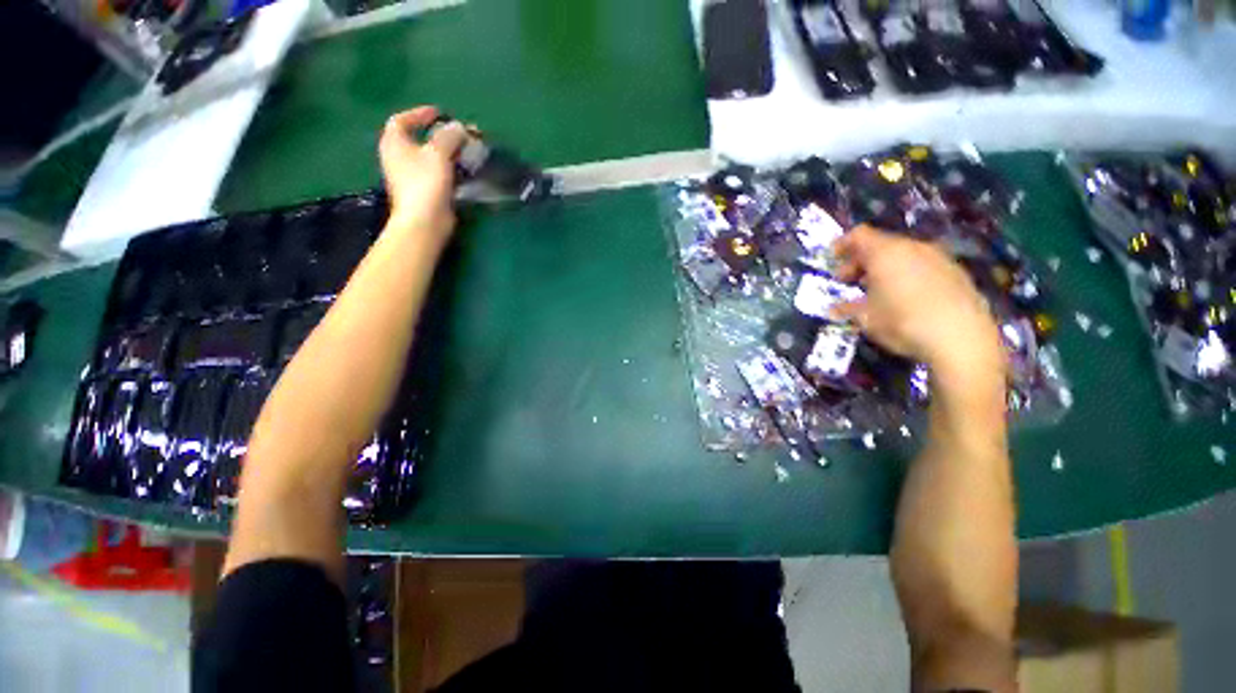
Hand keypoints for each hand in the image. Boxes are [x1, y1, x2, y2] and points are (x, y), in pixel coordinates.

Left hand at [378, 106, 468, 242]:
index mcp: (394, 143)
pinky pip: (438, 173)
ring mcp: (411, 176)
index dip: (419, 114)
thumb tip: (458, 127)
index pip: (401, 120)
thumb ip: (449, 136)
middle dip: (440, 135)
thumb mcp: (438, 153)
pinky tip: (465, 171)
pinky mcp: (425, 191)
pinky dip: (450, 168)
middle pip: (419, 139)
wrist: (425, 221)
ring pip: (430, 157)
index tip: (439, 114)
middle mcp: (399, 157)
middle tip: (460, 134)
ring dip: (448, 153)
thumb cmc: (425, 183)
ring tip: (467, 151)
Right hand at [831, 225, 1005, 386]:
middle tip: (848, 281)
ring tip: (876, 291)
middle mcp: (913, 247)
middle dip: (860, 261)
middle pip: (881, 244)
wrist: (962, 337)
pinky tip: (904, 297)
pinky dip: (906, 275)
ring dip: (884, 268)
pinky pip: (922, 266)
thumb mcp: (866, 318)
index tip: (833, 259)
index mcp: (886, 253)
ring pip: (903, 255)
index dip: (843, 244)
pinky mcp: (956, 273)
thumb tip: (834, 309)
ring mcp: (938, 258)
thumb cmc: (902, 322)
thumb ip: (848, 308)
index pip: (859, 235)